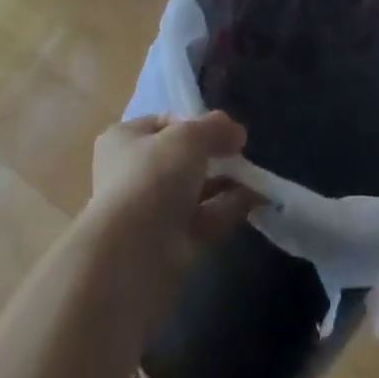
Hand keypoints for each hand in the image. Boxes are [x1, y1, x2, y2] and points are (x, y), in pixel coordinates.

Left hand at [82, 113, 256, 313]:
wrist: (132, 256)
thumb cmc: (153, 177)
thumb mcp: (190, 135)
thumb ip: (216, 127)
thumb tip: (236, 133)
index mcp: (124, 141)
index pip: (164, 123)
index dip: (195, 121)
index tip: (221, 128)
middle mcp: (132, 175)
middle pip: (181, 159)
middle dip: (213, 155)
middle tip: (240, 151)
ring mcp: (149, 213)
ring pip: (194, 190)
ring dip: (225, 182)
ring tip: (255, 175)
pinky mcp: (168, 245)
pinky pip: (203, 219)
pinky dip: (226, 208)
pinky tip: (253, 199)